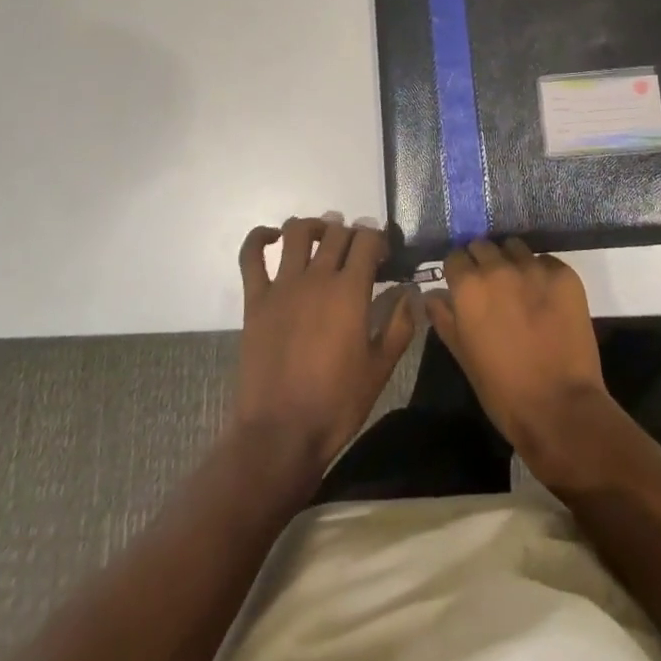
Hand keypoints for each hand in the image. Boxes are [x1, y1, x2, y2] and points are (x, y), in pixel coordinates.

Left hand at [232, 216, 416, 474]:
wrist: (280, 434)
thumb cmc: (336, 404)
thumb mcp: (380, 369)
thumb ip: (399, 325)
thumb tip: (409, 293)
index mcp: (350, 291)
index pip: (367, 240)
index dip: (379, 239)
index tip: (383, 255)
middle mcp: (317, 277)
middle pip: (336, 232)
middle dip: (351, 233)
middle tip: (356, 251)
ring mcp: (282, 285)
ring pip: (297, 232)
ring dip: (313, 226)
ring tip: (321, 237)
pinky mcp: (255, 299)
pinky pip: (251, 256)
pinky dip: (259, 238)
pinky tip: (272, 238)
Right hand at [426, 239, 612, 483]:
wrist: (560, 408)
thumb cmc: (503, 391)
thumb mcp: (463, 356)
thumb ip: (444, 319)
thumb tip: (432, 296)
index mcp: (469, 287)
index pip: (455, 257)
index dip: (458, 271)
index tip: (463, 284)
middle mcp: (499, 268)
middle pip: (483, 245)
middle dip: (483, 261)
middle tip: (491, 286)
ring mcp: (534, 268)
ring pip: (515, 247)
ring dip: (512, 261)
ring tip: (520, 287)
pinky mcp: (564, 275)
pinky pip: (546, 261)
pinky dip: (541, 273)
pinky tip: (546, 298)